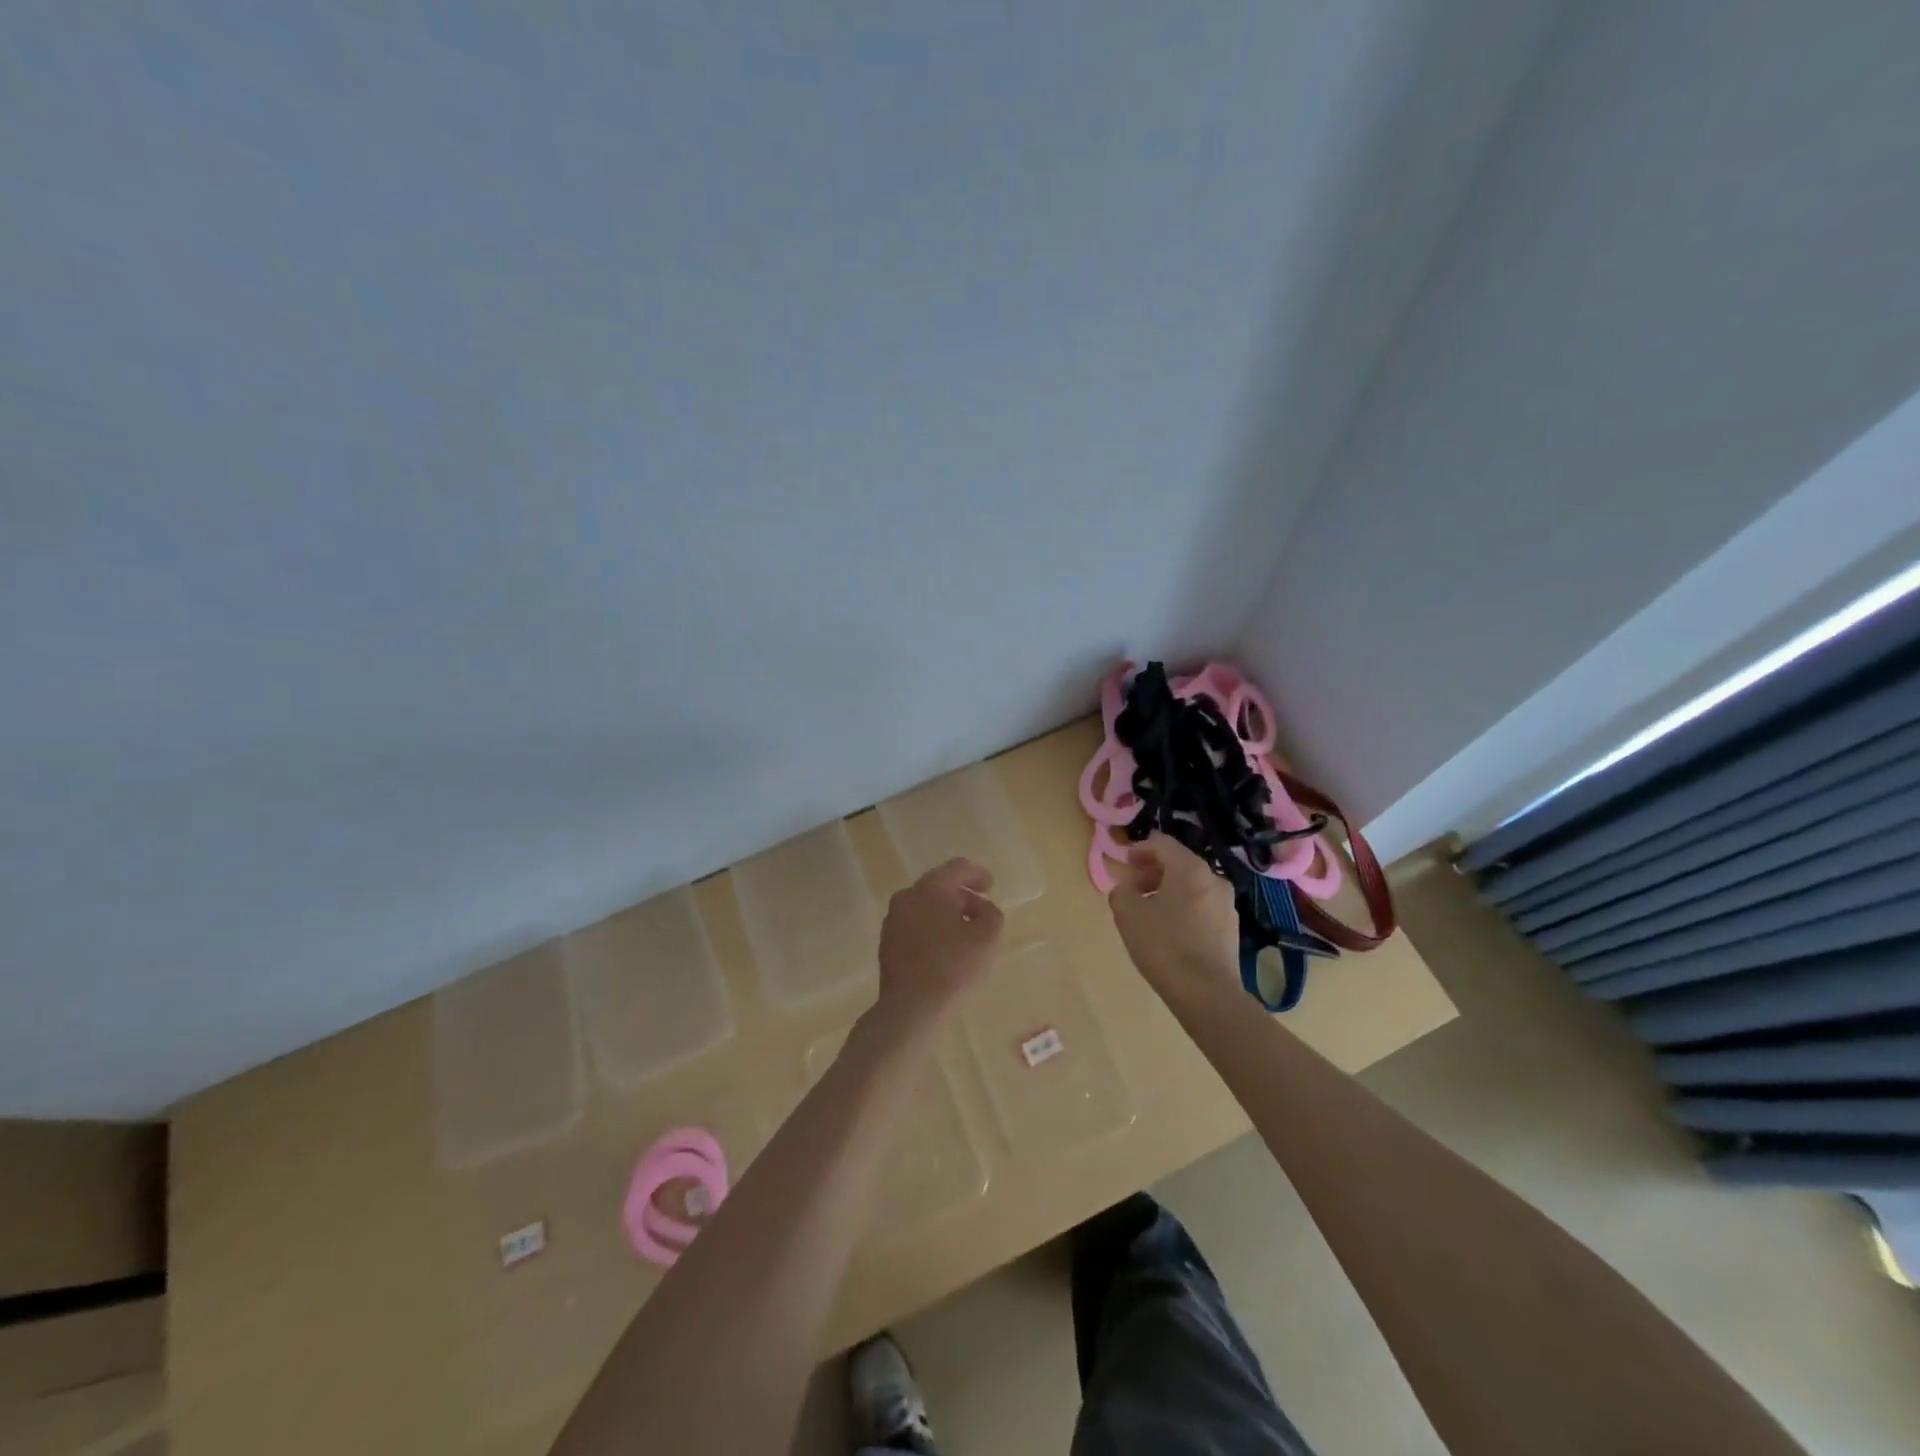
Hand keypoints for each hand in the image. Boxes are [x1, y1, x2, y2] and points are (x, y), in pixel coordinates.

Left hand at [875, 857, 1003, 1032]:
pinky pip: (914, 924)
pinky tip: (945, 948)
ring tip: (965, 931)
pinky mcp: (887, 942)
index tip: (991, 886)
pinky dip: (932, 927)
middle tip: (981, 909)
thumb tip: (980, 908)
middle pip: (939, 884)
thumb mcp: (987, 938)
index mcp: (930, 888)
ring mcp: (893, 920)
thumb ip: (991, 914)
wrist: (910, 1008)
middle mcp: (907, 897)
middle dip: (962, 894)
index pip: (957, 868)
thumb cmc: (953, 967)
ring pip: (925, 905)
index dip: (977, 873)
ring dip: (946, 911)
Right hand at [1107, 833, 1239, 998]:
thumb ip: (1121, 892)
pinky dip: (1182, 907)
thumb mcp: (1128, 914)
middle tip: (1132, 887)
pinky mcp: (1231, 928)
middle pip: (1179, 863)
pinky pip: (1201, 906)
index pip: (1162, 843)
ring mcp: (1227, 904)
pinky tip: (1168, 929)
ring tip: (1147, 910)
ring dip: (1167, 890)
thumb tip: (1126, 889)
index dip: (1139, 849)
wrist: (1206, 993)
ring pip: (1191, 886)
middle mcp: (1214, 879)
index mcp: (1191, 869)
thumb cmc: (1163, 945)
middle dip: (1152, 871)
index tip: (1123, 862)